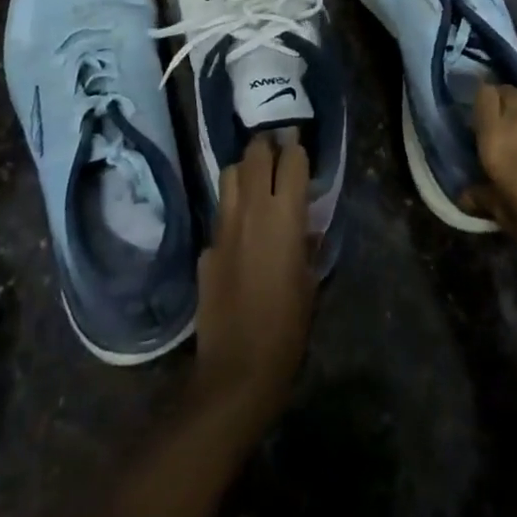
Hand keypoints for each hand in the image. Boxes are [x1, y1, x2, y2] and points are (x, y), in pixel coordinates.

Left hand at [193, 137, 316, 425]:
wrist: (236, 370)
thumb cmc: (287, 328)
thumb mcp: (310, 283)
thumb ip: (307, 246)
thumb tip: (306, 229)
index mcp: (285, 215)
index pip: (292, 159)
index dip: (298, 150)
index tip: (301, 148)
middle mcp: (252, 209)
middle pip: (255, 154)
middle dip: (267, 146)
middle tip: (277, 151)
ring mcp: (223, 226)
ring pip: (230, 174)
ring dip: (244, 170)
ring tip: (255, 181)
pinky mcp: (206, 248)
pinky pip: (219, 214)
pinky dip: (231, 212)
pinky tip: (239, 233)